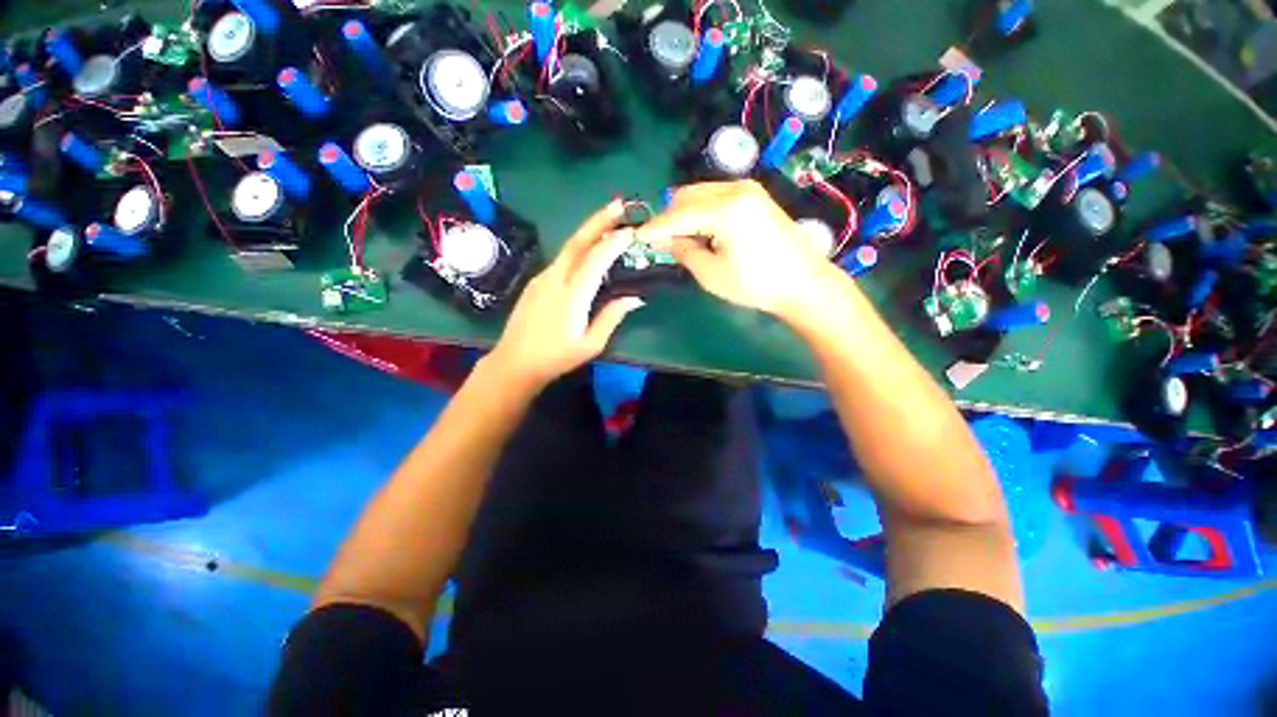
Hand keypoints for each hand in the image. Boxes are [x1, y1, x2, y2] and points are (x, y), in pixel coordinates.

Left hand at [487, 200, 643, 391]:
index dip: (614, 242)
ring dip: (589, 231)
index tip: (632, 231)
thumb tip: (635, 298)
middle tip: (618, 204)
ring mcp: (542, 278)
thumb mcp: (591, 344)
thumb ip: (612, 317)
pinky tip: (588, 251)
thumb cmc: (556, 357)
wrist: (514, 362)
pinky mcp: (536, 281)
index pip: (596, 259)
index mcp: (571, 295)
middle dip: (599, 220)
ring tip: (609, 223)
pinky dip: (578, 248)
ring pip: (568, 247)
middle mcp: (555, 278)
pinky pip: (561, 258)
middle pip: (578, 241)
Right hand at [635, 181, 834, 319]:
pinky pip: (716, 196)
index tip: (636, 237)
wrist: (802, 282)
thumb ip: (683, 251)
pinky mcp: (754, 195)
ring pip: (700, 193)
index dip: (654, 227)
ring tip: (683, 241)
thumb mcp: (711, 274)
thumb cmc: (755, 284)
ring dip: (685, 213)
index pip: (677, 215)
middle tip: (661, 243)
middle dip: (669, 218)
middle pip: (686, 196)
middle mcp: (735, 189)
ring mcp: (747, 189)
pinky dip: (702, 211)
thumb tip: (662, 240)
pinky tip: (703, 232)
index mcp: (724, 209)